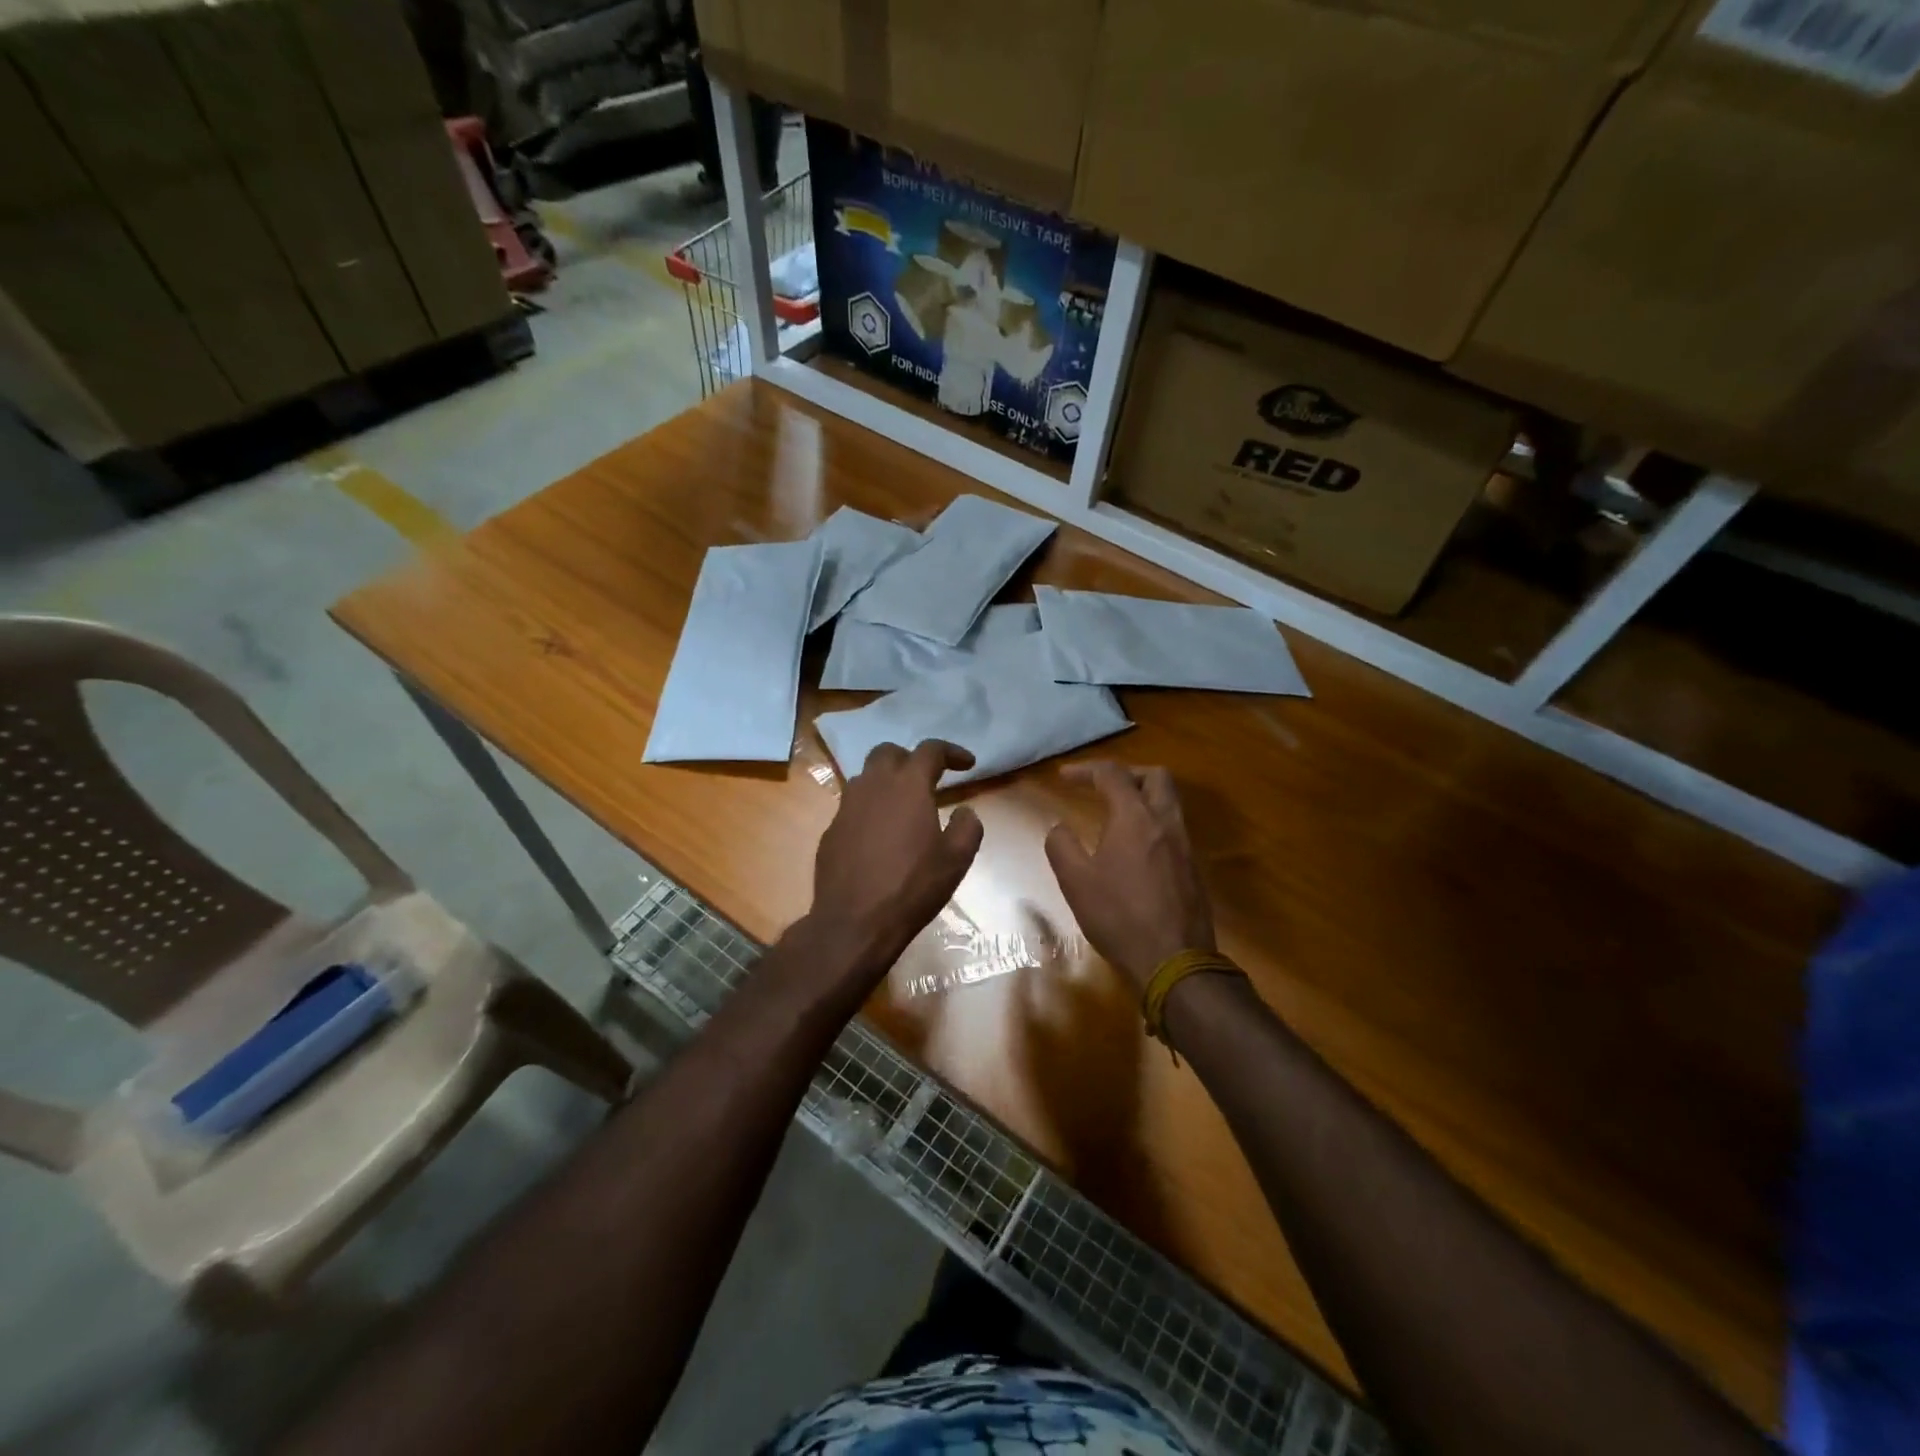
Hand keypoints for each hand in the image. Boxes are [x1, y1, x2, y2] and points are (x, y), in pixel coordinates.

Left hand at [808, 740, 984, 975]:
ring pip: (866, 777)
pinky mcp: (831, 831)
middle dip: (910, 757)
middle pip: (888, 752)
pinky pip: (852, 806)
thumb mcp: (956, 859)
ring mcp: (846, 807)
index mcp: (908, 786)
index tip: (967, 764)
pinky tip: (880, 836)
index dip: (952, 752)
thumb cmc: (912, 887)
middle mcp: (873, 786)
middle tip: (928, 778)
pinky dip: (870, 809)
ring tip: (903, 805)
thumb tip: (964, 812)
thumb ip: (968, 826)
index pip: (930, 750)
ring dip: (887, 781)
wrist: (855, 922)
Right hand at [1045, 761, 1215, 990]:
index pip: (1113, 775)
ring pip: (1169, 803)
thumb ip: (1062, 846)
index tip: (1064, 777)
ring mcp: (1185, 846)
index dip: (1086, 770)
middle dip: (1126, 774)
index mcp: (1135, 818)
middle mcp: (1166, 823)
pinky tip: (1134, 850)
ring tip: (1116, 816)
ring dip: (1143, 798)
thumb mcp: (1076, 882)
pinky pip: (1174, 830)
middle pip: (1155, 777)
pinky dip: (1152, 824)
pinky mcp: (1194, 869)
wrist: (1174, 961)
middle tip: (1101, 788)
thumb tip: (1059, 827)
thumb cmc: (1119, 916)